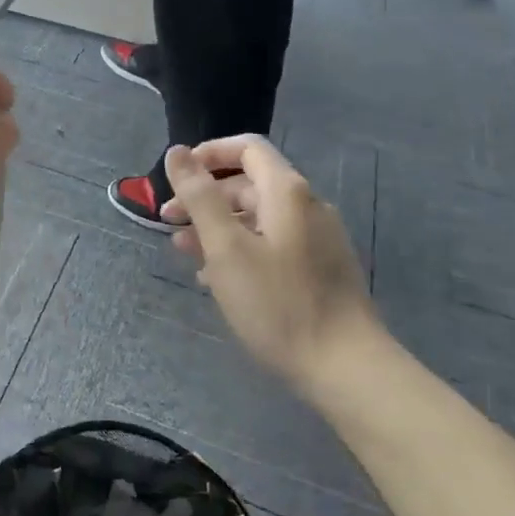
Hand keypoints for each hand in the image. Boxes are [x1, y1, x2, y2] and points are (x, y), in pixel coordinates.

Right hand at [163, 136, 378, 390]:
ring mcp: (318, 239)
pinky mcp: (320, 269)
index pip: (247, 148)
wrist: (346, 367)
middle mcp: (307, 206)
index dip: (209, 154)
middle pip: (249, 184)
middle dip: (205, 197)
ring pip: (258, 218)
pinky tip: (217, 279)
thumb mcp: (227, 247)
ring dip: (218, 226)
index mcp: (287, 192)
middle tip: (168, 221)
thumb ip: (200, 196)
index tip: (176, 176)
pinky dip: (241, 249)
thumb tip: (177, 152)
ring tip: (185, 252)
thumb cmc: (278, 303)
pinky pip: (273, 244)